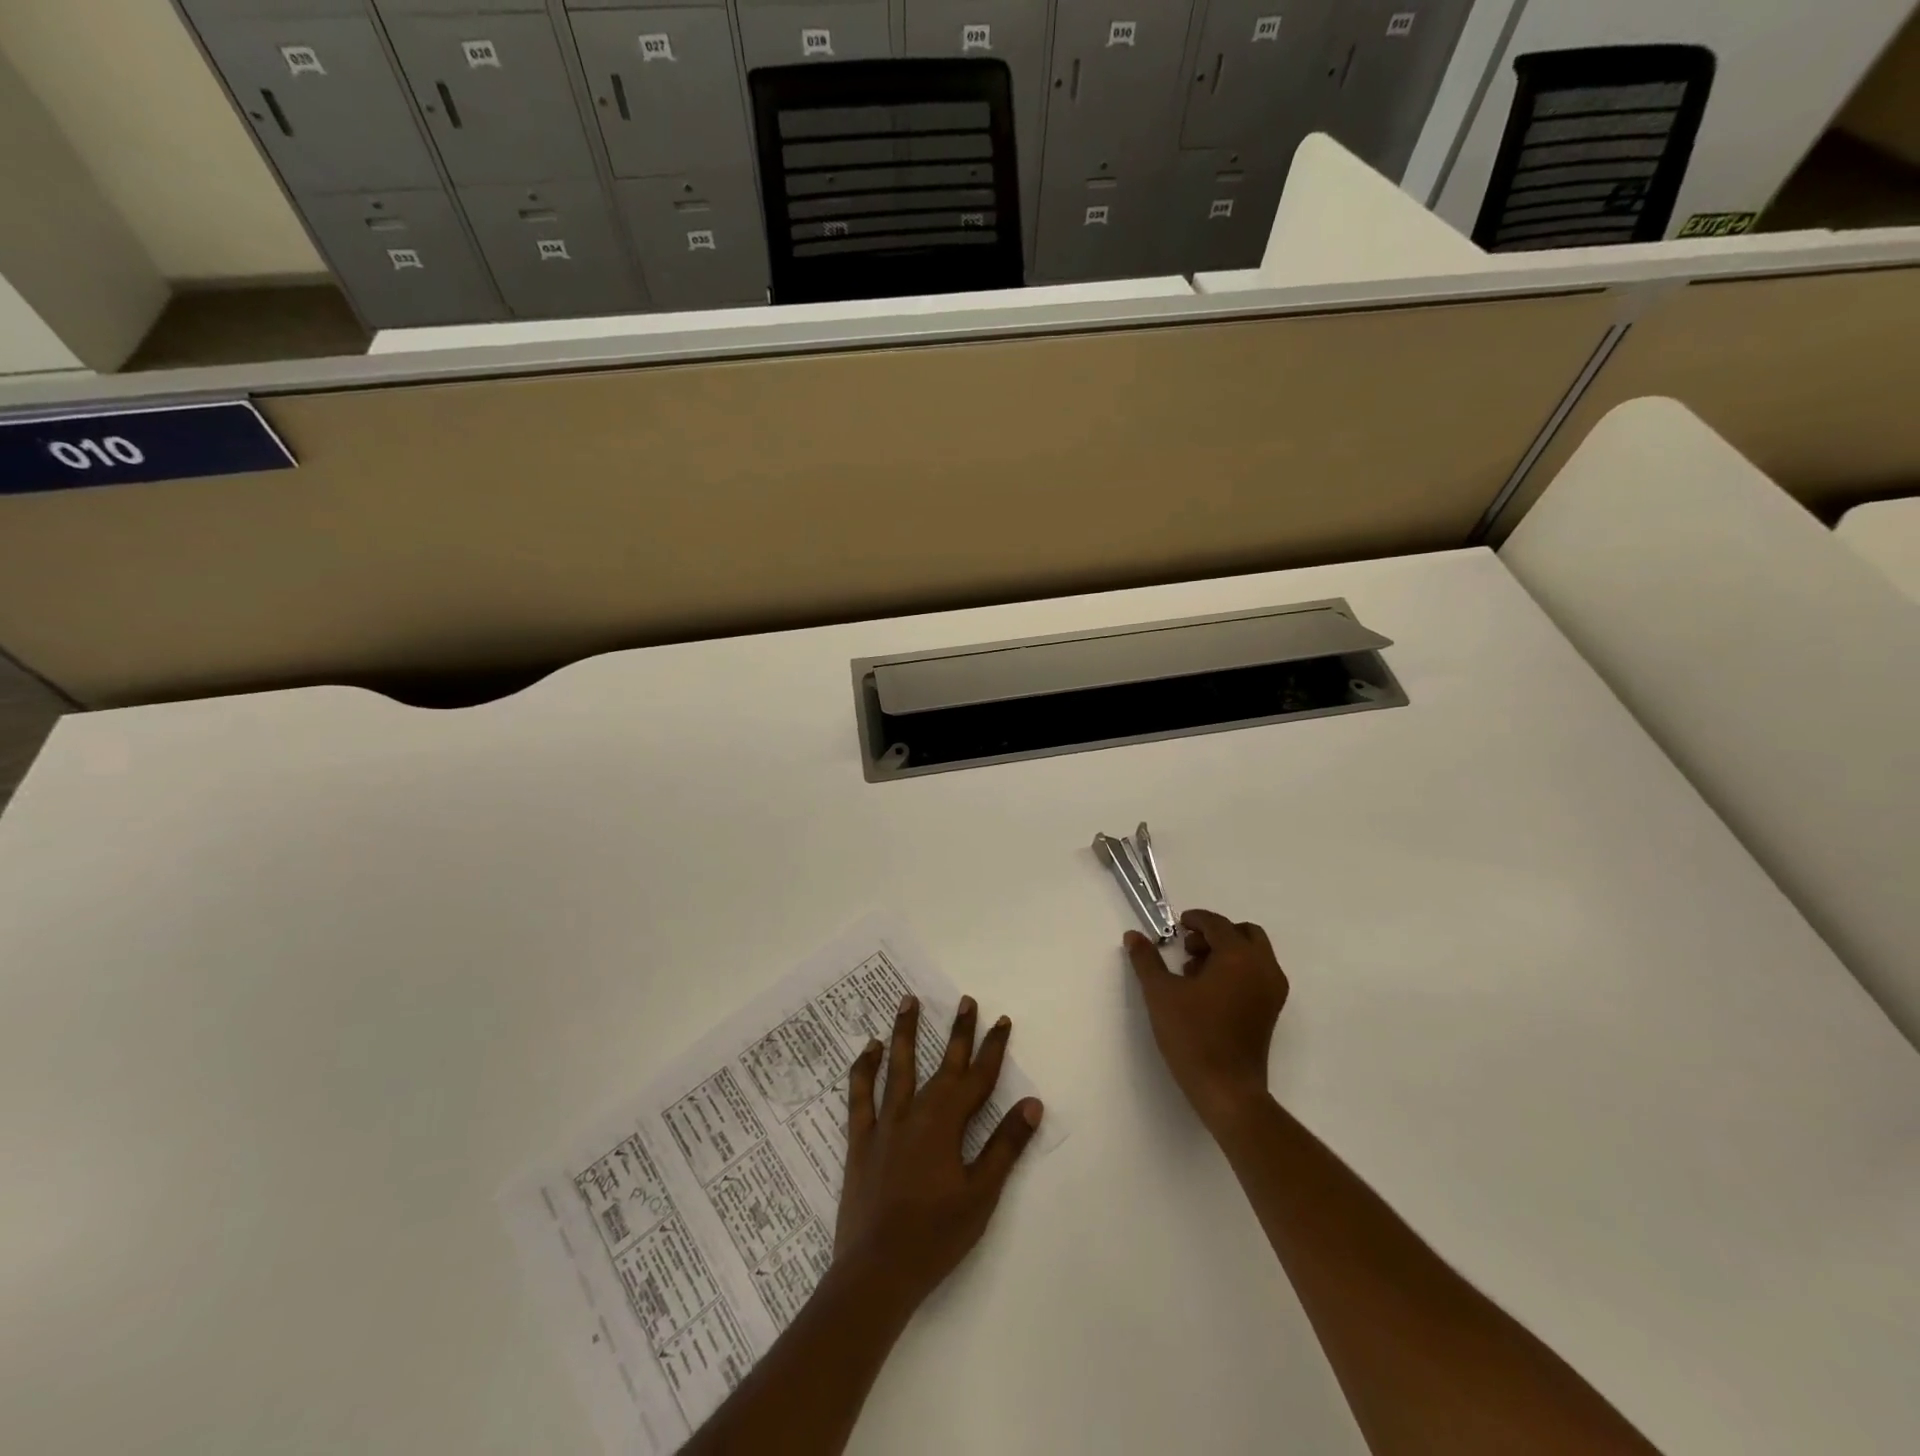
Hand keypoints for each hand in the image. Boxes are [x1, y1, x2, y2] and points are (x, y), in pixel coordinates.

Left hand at [833, 994, 1042, 1312]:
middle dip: (958, 1032)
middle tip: (966, 1000)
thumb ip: (1005, 1146)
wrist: (876, 1271)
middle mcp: (917, 1112)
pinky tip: (869, 1048)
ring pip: (898, 1066)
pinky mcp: (861, 1139)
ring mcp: (885, 1123)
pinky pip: (860, 1094)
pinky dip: (864, 1069)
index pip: (978, 1078)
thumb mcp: (981, 1195)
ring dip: (906, 1032)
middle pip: (944, 1064)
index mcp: (947, 1123)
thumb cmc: (935, 1236)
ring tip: (908, 1000)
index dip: (992, 1048)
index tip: (1001, 1020)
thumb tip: (1031, 1103)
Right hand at [1126, 909, 1288, 1131]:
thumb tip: (1133, 936)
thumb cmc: (1193, 1035)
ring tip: (1193, 971)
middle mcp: (1263, 968)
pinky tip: (1208, 991)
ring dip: (1226, 951)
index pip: (1218, 924)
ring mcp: (1272, 991)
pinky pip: (1257, 974)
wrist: (1227, 1089)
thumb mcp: (1160, 993)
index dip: (1196, 919)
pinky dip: (1237, 970)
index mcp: (1239, 956)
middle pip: (1245, 933)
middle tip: (1188, 946)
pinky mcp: (1271, 1011)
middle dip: (1216, 933)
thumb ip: (1146, 959)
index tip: (1177, 925)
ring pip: (1253, 954)